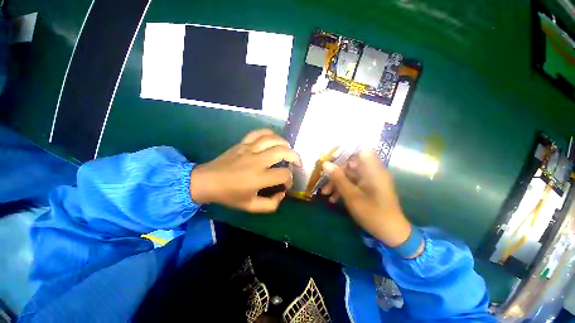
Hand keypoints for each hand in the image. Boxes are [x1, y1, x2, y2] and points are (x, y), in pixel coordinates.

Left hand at [189, 129, 301, 212]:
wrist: (207, 181)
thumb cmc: (229, 195)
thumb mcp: (250, 207)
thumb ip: (271, 204)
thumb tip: (282, 193)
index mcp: (259, 177)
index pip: (284, 174)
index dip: (290, 180)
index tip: (286, 184)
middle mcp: (257, 161)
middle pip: (283, 152)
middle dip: (295, 157)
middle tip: (297, 164)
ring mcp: (250, 149)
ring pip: (273, 139)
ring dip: (285, 144)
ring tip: (289, 150)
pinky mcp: (243, 143)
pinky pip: (258, 133)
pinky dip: (269, 133)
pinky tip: (274, 138)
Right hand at [322, 150, 421, 255]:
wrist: (391, 233)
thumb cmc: (373, 213)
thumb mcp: (352, 196)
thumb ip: (338, 178)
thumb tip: (325, 163)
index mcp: (372, 170)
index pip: (360, 151)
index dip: (345, 152)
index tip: (330, 159)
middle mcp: (372, 172)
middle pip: (351, 164)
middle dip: (336, 172)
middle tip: (324, 181)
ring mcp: (370, 180)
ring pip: (349, 175)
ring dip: (337, 182)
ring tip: (325, 193)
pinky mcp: (367, 188)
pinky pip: (353, 183)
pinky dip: (343, 188)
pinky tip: (333, 199)